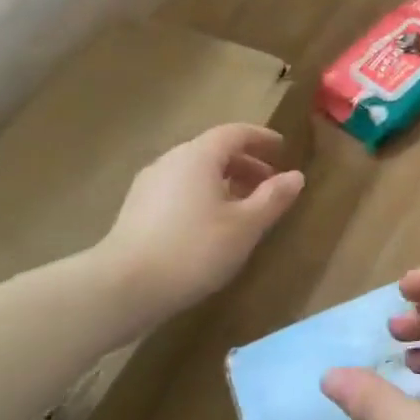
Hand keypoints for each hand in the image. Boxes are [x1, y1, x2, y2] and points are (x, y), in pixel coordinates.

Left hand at [94, 124, 304, 317]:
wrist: (123, 287)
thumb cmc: (193, 250)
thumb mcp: (245, 226)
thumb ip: (273, 198)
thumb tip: (296, 176)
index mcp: (198, 156)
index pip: (234, 133)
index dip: (261, 138)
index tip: (282, 148)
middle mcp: (171, 161)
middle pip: (213, 151)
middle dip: (245, 164)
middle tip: (269, 184)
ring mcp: (149, 184)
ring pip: (195, 172)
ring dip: (224, 182)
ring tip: (244, 209)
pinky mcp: (137, 209)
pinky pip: (179, 189)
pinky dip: (203, 196)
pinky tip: (212, 226)